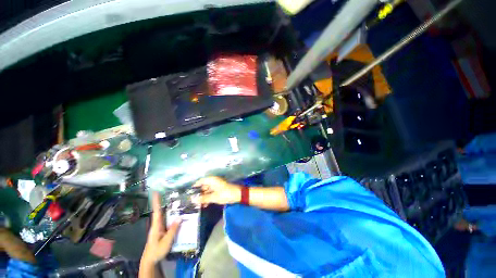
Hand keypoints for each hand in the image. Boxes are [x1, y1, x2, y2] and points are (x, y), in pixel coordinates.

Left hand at [141, 192, 180, 264]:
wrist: (150, 260)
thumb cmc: (157, 250)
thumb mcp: (166, 241)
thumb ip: (173, 229)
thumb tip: (180, 217)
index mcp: (156, 226)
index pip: (157, 211)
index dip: (156, 202)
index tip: (155, 193)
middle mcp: (157, 224)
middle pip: (160, 211)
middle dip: (161, 202)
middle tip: (167, 192)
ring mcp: (159, 227)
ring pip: (164, 215)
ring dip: (168, 208)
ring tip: (174, 200)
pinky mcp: (161, 230)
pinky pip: (166, 220)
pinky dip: (170, 215)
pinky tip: (176, 214)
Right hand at [193, 176, 240, 205]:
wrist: (238, 195)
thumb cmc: (225, 194)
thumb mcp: (214, 197)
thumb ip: (203, 198)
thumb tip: (192, 200)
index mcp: (212, 180)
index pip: (200, 181)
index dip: (194, 186)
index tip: (189, 193)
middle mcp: (213, 181)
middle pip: (203, 186)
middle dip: (198, 194)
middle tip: (192, 202)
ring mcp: (217, 186)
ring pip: (207, 190)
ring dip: (203, 197)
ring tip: (197, 205)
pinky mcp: (219, 190)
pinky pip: (211, 193)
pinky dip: (208, 198)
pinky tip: (205, 205)